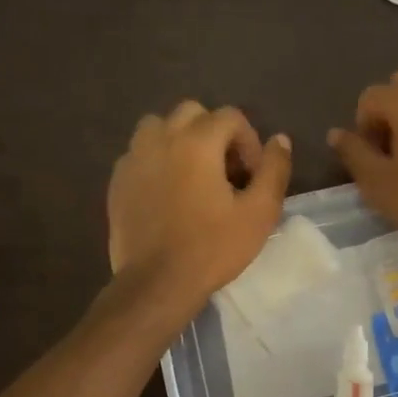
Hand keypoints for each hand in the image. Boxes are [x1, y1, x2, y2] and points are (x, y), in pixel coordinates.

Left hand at [108, 101, 291, 312]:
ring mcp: (134, 158)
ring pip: (159, 126)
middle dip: (215, 134)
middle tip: (226, 171)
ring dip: (181, 140)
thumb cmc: (213, 247)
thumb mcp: (260, 212)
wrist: (157, 283)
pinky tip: (168, 193)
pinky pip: (139, 153)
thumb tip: (280, 140)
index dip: (249, 142)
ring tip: (193, 174)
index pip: (230, 116)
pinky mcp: (117, 181)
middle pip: (192, 113)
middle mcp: (161, 139)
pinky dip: (157, 160)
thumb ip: (274, 170)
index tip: (252, 176)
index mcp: (197, 142)